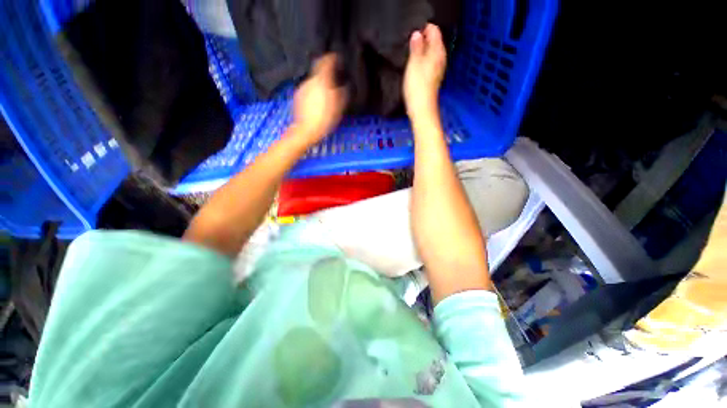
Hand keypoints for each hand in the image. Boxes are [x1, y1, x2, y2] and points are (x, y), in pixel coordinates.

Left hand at [292, 54, 347, 143]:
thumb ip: (342, 92)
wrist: (305, 131)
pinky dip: (314, 92)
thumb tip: (344, 84)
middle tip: (335, 80)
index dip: (333, 58)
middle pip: (319, 71)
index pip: (326, 61)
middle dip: (327, 74)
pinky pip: (308, 89)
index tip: (339, 60)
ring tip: (327, 94)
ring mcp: (302, 88)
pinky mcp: (297, 97)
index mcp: (321, 80)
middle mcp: (310, 80)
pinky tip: (318, 102)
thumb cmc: (325, 119)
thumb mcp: (338, 107)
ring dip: (320, 84)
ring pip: (313, 81)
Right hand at [403, 24, 446, 121]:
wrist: (421, 109)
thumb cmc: (417, 86)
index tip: (412, 37)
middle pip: (434, 42)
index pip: (434, 31)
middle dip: (422, 41)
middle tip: (410, 47)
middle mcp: (441, 58)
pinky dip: (423, 62)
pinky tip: (415, 68)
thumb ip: (416, 47)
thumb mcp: (414, 63)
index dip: (423, 31)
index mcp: (437, 51)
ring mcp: (438, 69)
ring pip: (431, 53)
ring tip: (411, 57)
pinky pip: (429, 63)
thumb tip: (417, 34)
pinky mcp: (434, 79)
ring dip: (422, 52)